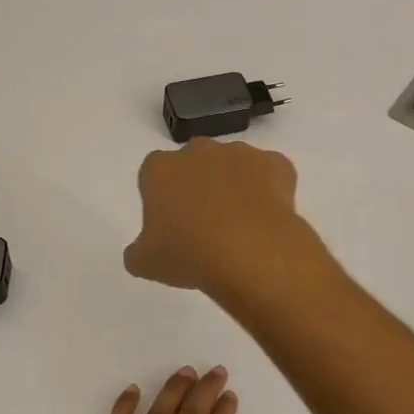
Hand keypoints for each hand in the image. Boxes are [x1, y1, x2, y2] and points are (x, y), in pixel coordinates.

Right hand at [124, 139, 324, 299]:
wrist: (251, 253)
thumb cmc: (189, 254)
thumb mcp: (146, 263)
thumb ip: (137, 252)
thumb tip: (140, 252)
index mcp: (160, 169)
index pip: (153, 175)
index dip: (162, 199)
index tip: (170, 225)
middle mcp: (198, 151)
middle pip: (194, 165)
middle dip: (198, 187)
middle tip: (203, 226)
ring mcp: (240, 153)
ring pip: (232, 167)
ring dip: (232, 187)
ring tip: (239, 227)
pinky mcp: (276, 163)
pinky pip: (268, 174)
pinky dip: (268, 191)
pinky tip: (265, 219)